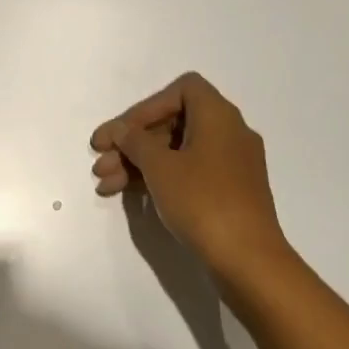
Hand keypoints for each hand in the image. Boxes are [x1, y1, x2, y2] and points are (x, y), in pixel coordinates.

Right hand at [90, 73, 292, 280]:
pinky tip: (127, 194)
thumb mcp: (160, 167)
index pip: (181, 90)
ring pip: (176, 151)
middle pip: (173, 122)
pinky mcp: (227, 192)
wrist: (247, 259)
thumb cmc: (203, 201)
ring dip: (138, 163)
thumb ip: (135, 141)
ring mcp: (230, 165)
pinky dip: (158, 178)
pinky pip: (187, 173)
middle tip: (100, 162)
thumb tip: (120, 130)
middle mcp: (229, 133)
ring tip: (104, 185)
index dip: (146, 107)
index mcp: (218, 116)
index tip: (121, 133)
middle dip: (133, 142)